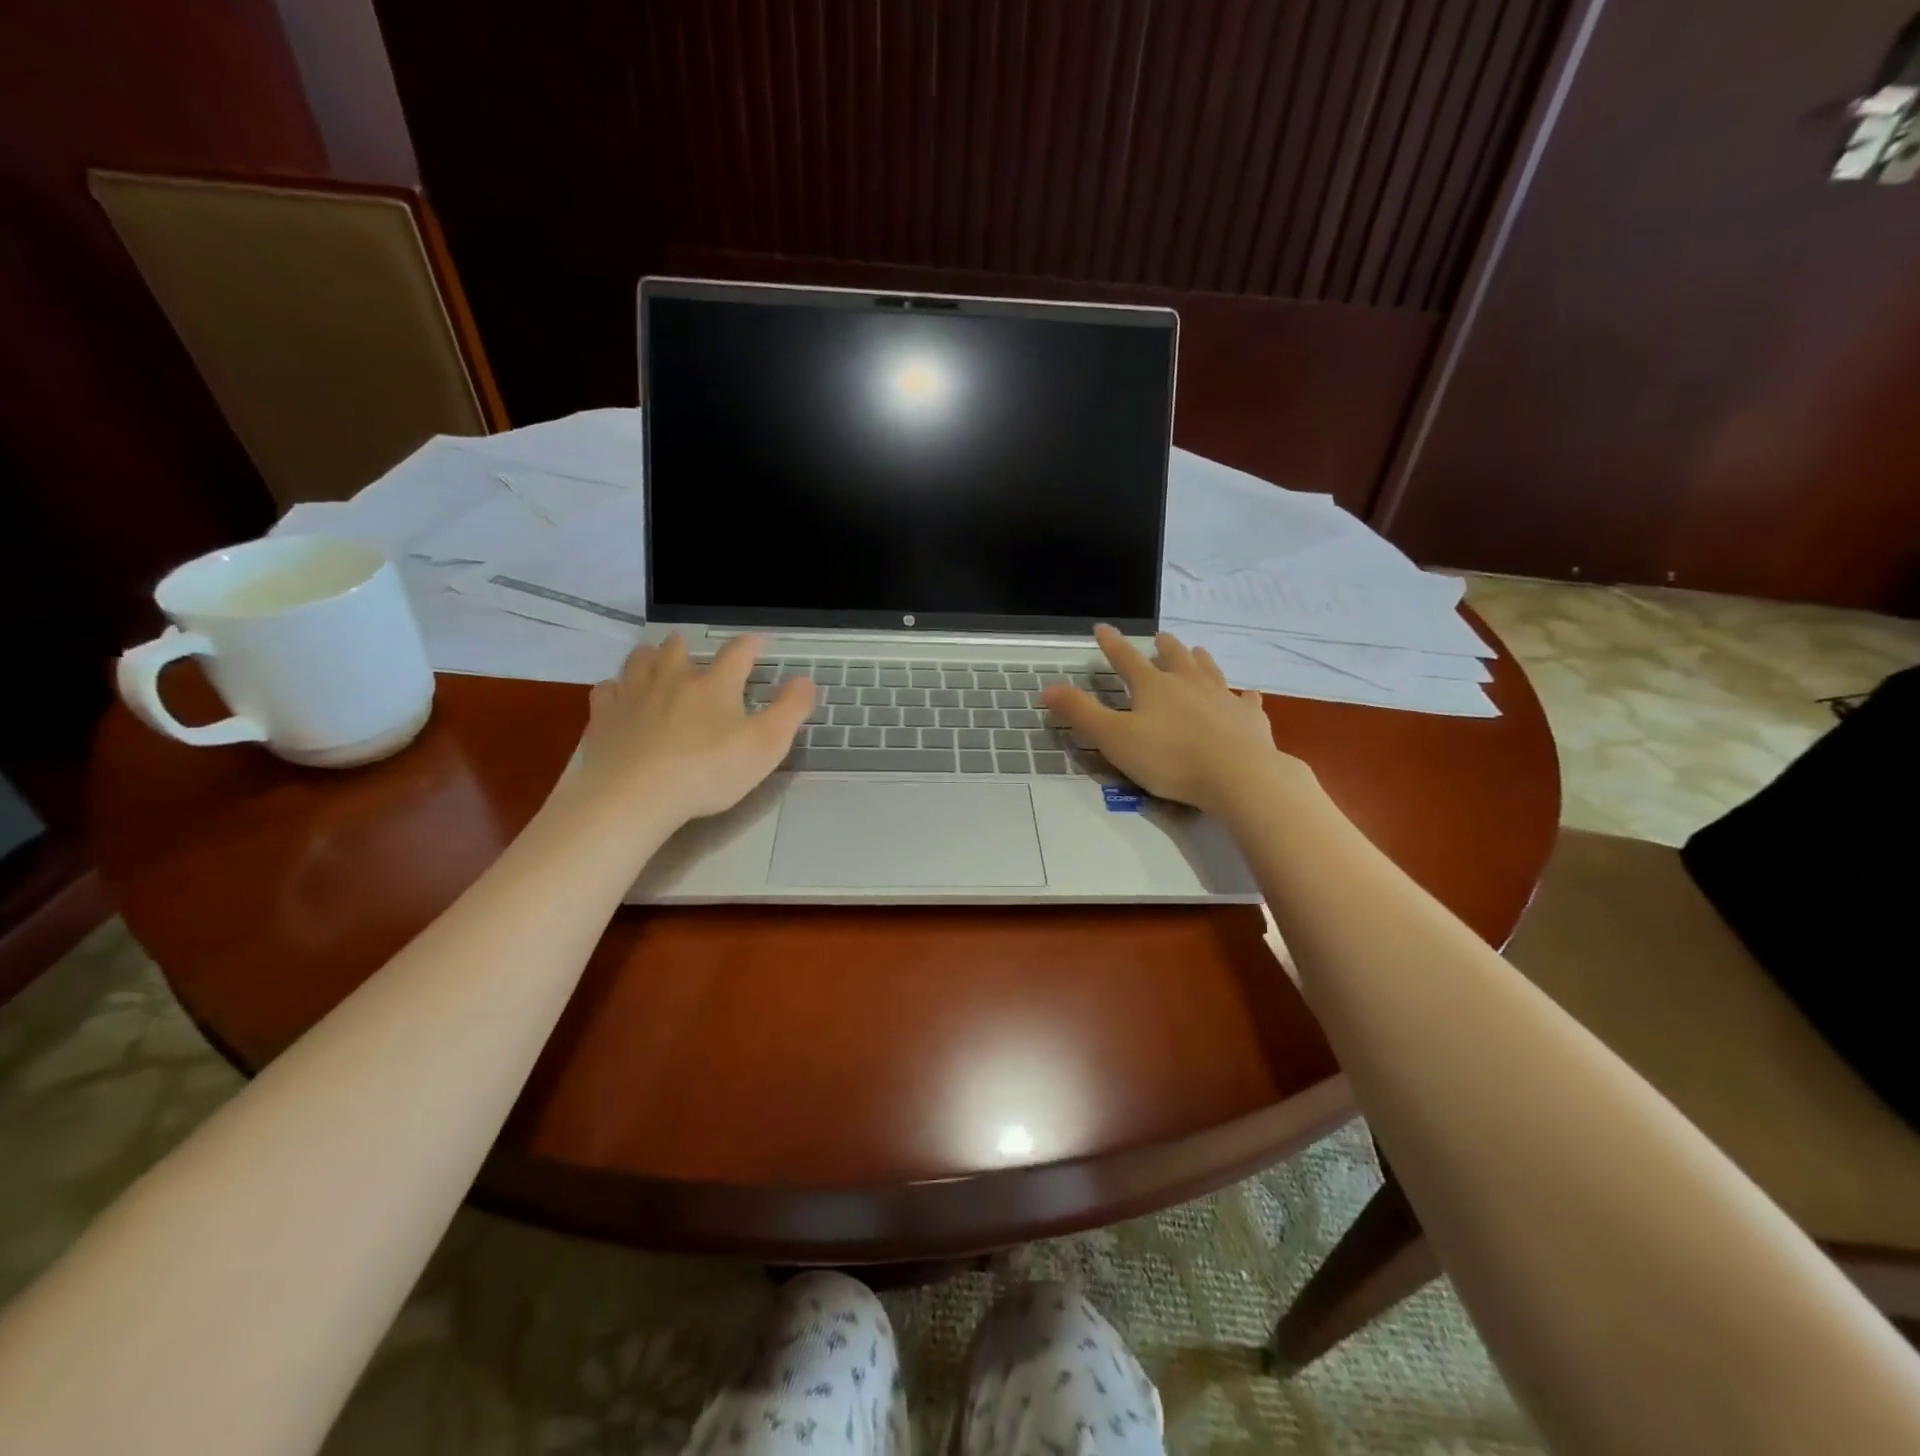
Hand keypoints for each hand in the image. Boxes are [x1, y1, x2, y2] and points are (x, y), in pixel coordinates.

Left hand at [568, 634, 811, 825]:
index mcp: (715, 685)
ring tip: (656, 665)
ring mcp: (633, 695)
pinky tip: (621, 699)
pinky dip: (616, 689)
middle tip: (695, 654)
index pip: (738, 653)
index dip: (752, 644)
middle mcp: (673, 679)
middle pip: (678, 648)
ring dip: (651, 658)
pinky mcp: (603, 718)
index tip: (760, 642)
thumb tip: (807, 680)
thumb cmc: (709, 771)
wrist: (635, 796)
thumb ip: (791, 710)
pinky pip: (607, 690)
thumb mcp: (766, 745)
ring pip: (639, 660)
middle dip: (689, 647)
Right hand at [1039, 625, 1303, 815]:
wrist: (1237, 775)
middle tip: (1161, 637)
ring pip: (1209, 671)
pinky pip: (1245, 701)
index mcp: (1153, 686)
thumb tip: (1047, 688)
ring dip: (1200, 660)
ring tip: (1197, 651)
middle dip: (1164, 646)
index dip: (1111, 644)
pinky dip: (1243, 696)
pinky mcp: (1249, 718)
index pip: (1126, 659)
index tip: (1102, 628)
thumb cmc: (1169, 758)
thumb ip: (1081, 713)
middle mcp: (1188, 683)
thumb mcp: (1114, 738)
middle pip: (1174, 657)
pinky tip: (1246, 695)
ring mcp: (1222, 698)